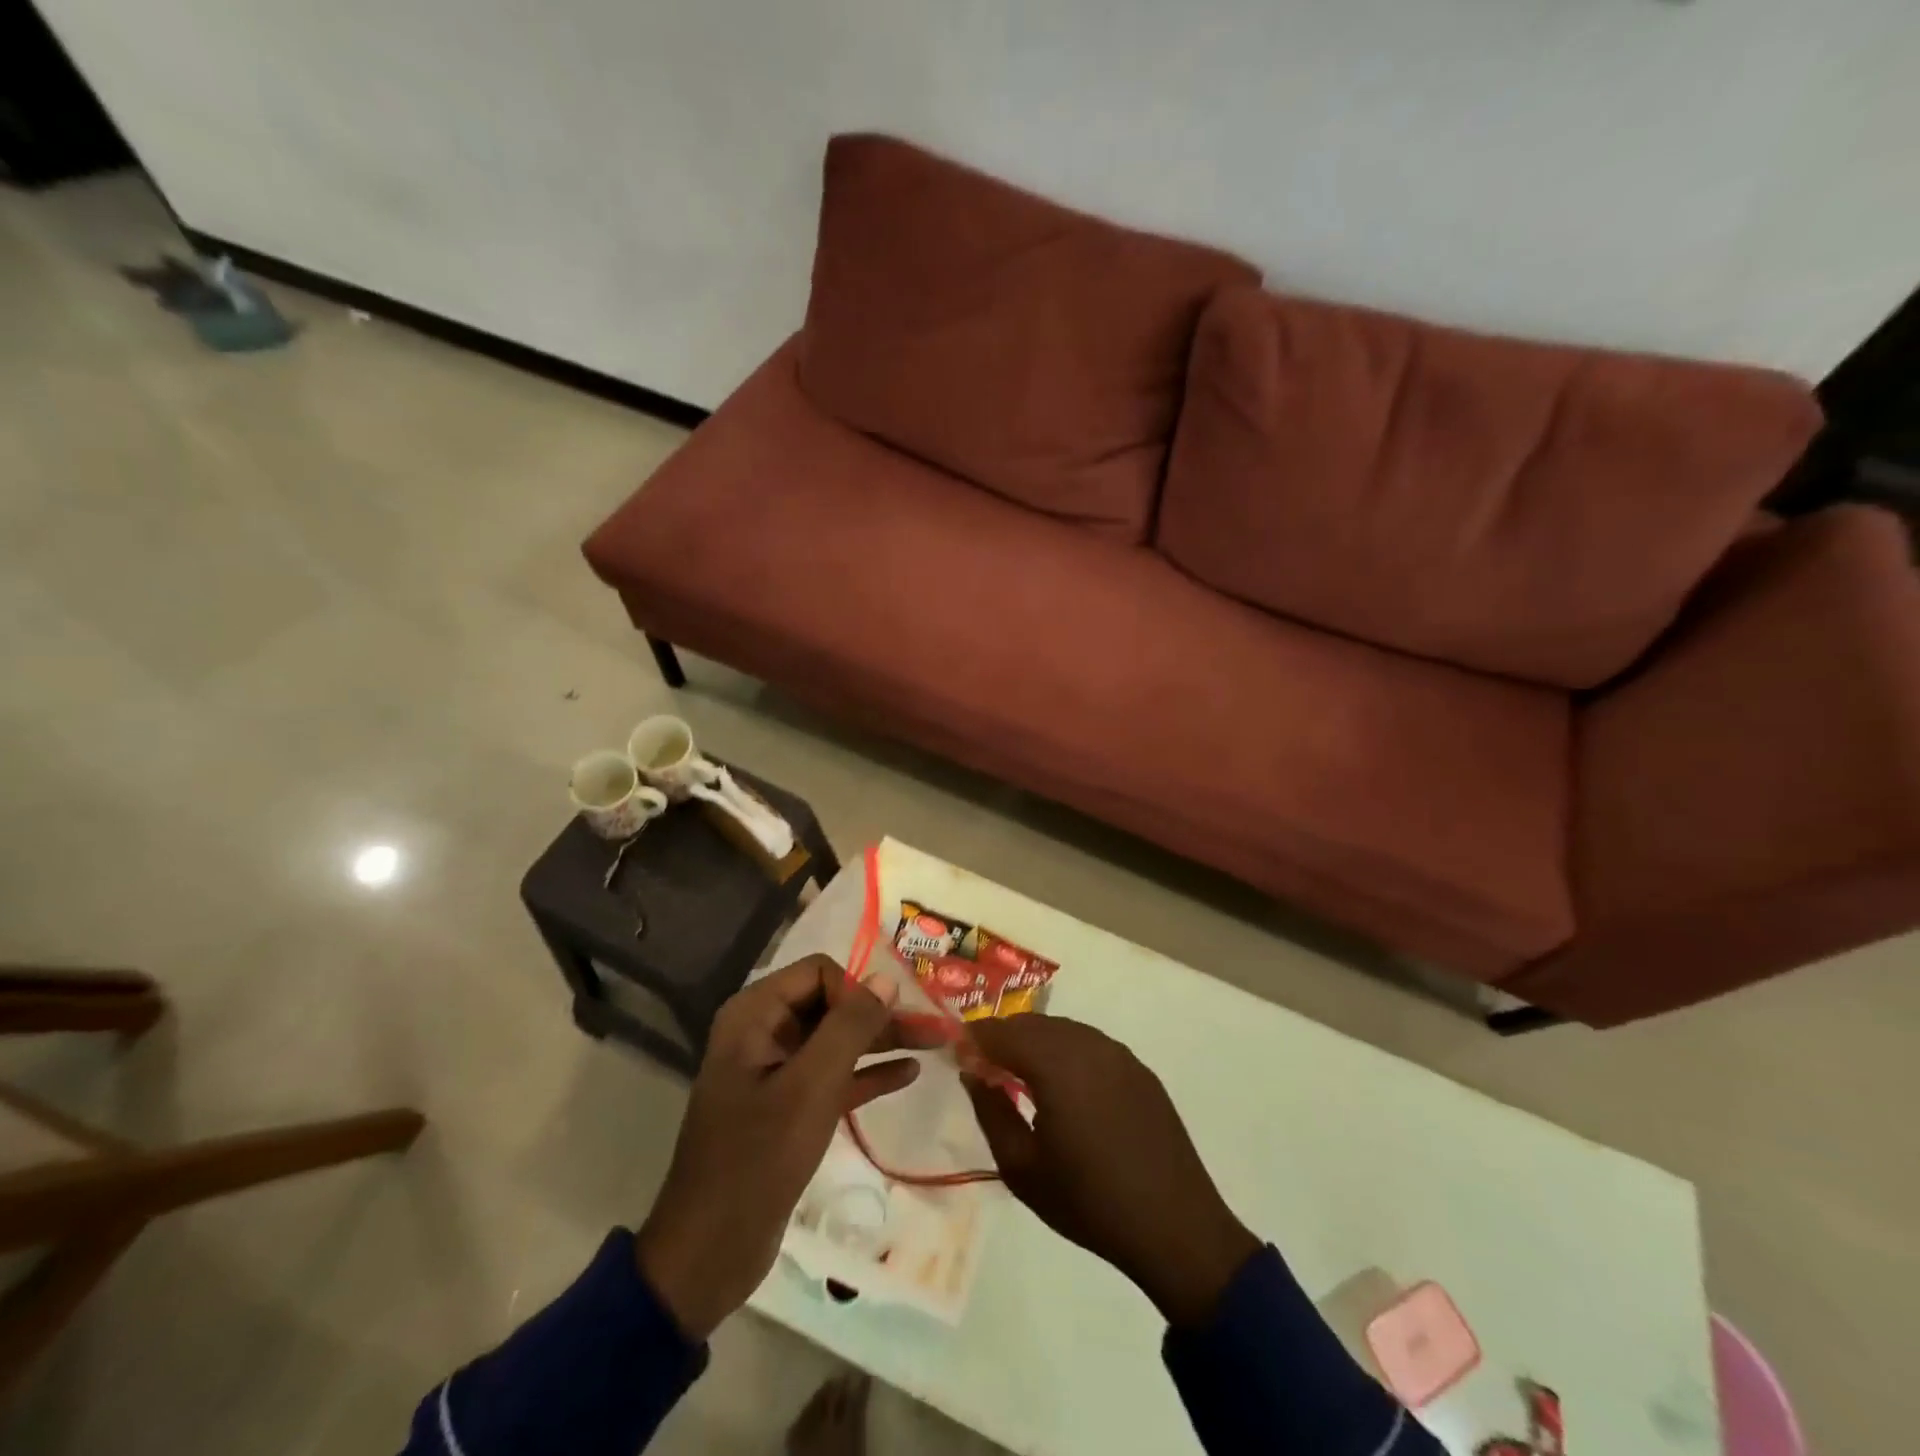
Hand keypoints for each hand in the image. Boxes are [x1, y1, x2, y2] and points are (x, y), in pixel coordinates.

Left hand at [635, 955, 931, 1339]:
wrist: (710, 1252)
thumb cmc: (757, 1158)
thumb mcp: (811, 1087)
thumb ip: (850, 1027)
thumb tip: (885, 978)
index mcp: (755, 1015)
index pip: (818, 973)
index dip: (856, 990)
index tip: (887, 1021)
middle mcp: (763, 1032)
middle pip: (831, 1004)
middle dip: (879, 1014)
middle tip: (932, 1026)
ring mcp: (775, 1071)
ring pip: (837, 1040)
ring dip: (881, 1040)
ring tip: (933, 1043)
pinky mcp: (788, 1107)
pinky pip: (834, 1075)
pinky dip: (868, 1072)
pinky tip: (908, 1073)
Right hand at [964, 1014, 1260, 1327]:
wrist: (1175, 1228)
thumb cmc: (1089, 1203)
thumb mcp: (1022, 1169)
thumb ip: (991, 1112)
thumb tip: (973, 1074)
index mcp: (1057, 1065)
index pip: (1002, 1032)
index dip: (975, 1039)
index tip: (957, 1054)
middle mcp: (1088, 1045)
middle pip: (1033, 1023)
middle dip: (1004, 1036)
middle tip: (984, 1064)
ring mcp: (1118, 1054)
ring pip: (1063, 1029)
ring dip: (1035, 1041)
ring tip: (1020, 1073)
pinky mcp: (1139, 1069)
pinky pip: (1090, 1043)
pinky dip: (1066, 1050)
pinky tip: (1063, 1084)